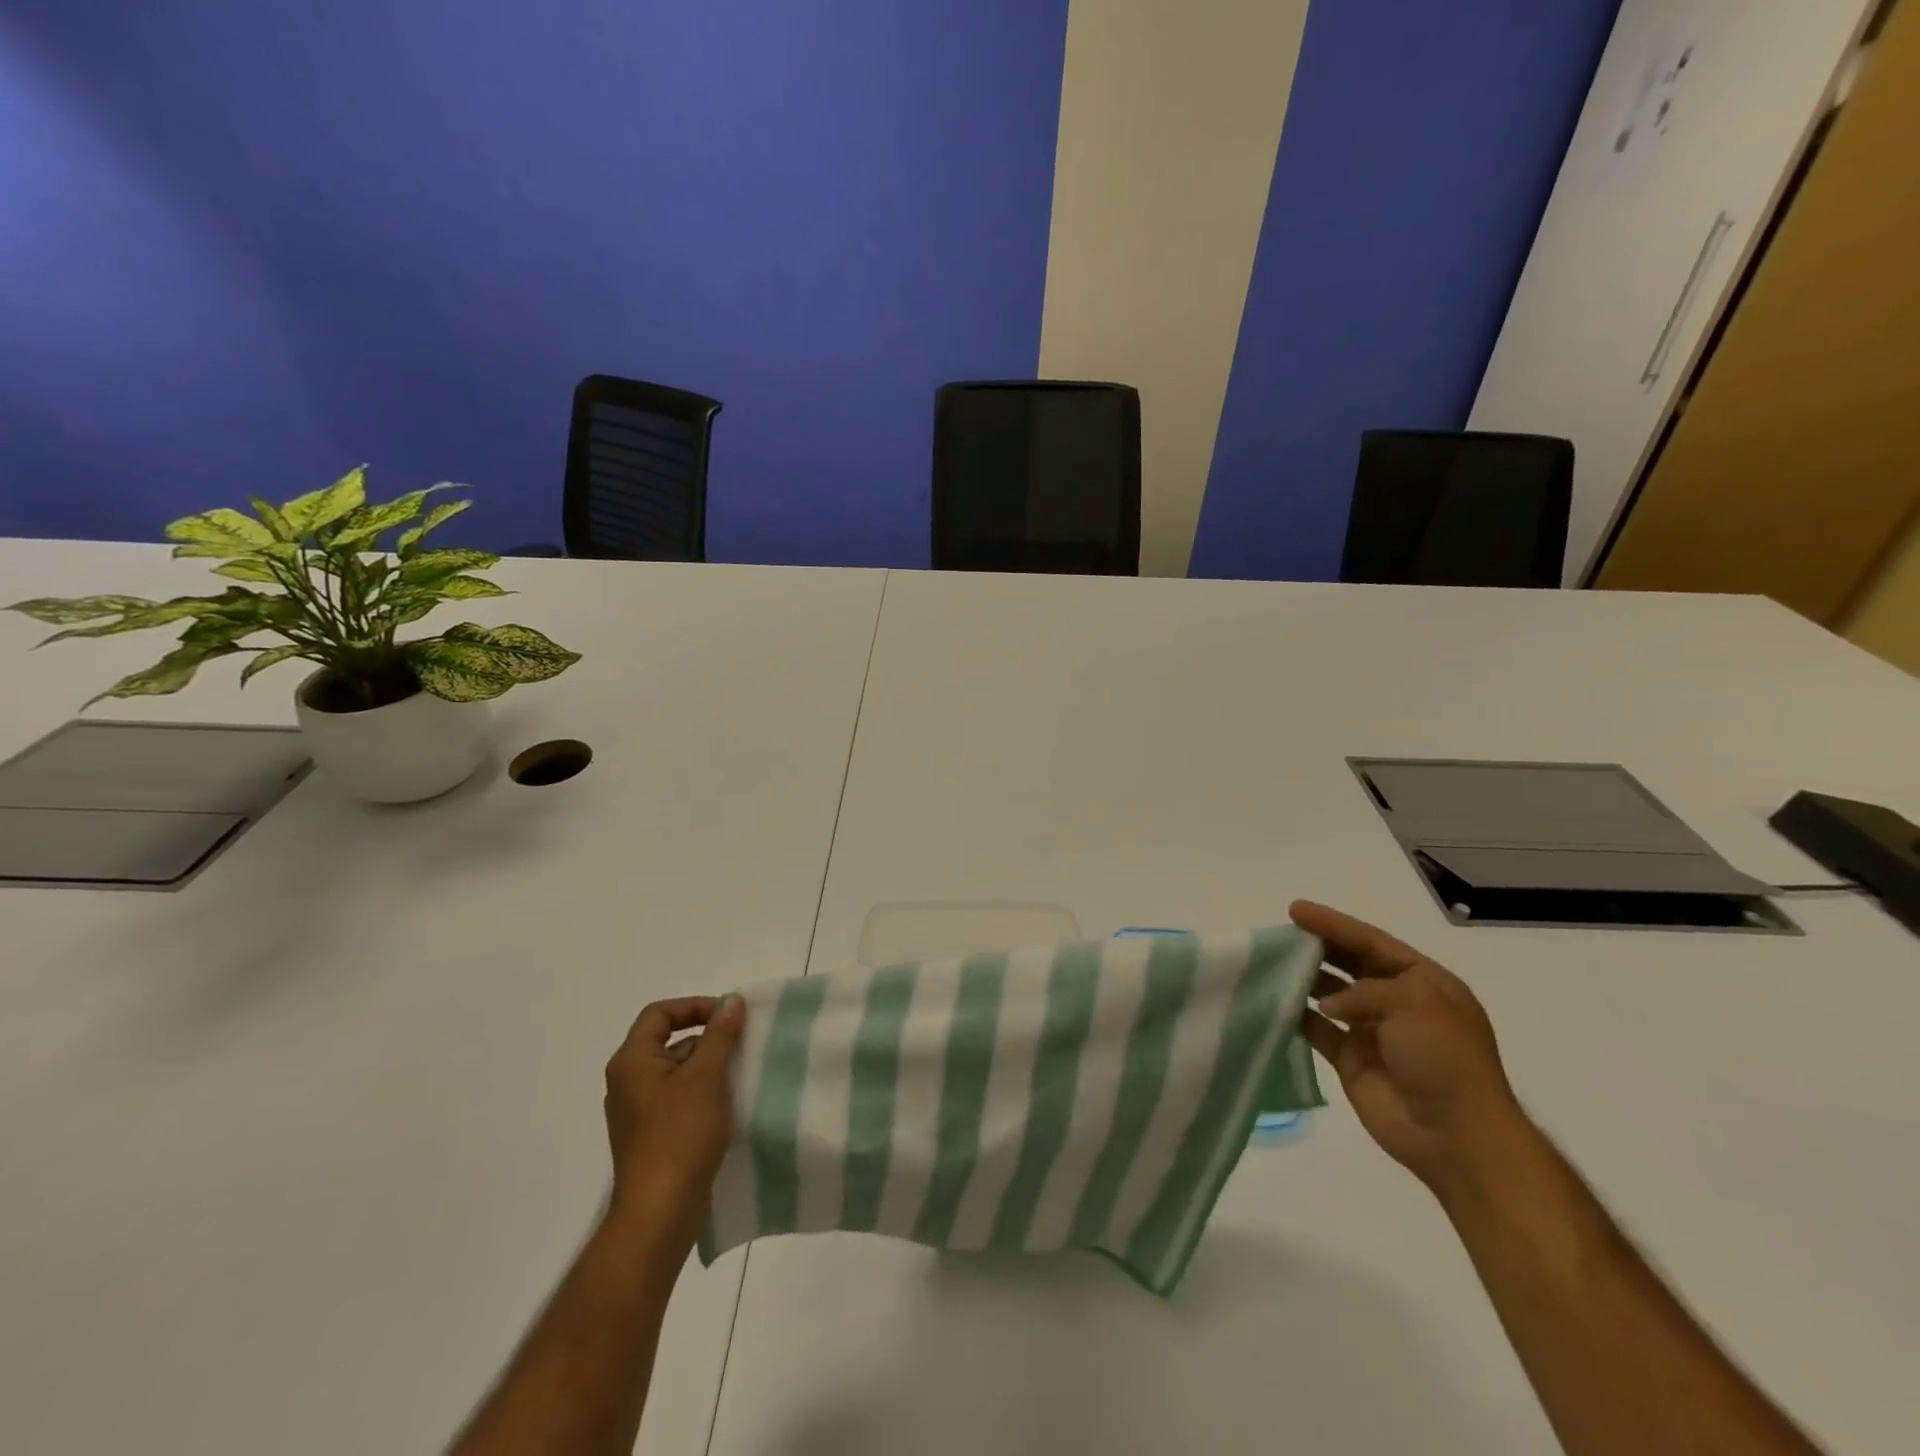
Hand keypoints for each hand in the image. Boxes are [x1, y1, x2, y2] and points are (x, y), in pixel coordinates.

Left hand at [602, 995, 745, 1252]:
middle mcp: (628, 1082)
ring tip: (741, 1074)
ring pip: (677, 1071)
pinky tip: (729, 1104)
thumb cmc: (680, 1135)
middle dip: (707, 1038)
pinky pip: (678, 1098)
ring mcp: (638, 1112)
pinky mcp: (651, 1136)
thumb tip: (731, 1001)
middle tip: (741, 1045)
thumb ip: (720, 1034)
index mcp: (632, 1062)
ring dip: (709, 1066)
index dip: (694, 1006)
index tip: (728, 1016)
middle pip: (668, 1041)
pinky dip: (703, 1092)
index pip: (659, 1013)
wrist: (660, 1213)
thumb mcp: (707, 1076)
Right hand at [1291, 901, 1532, 1201]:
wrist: (1456, 1136)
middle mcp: (1399, 1003)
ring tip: (1272, 963)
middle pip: (1351, 964)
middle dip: (1318, 947)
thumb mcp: (1415, 1003)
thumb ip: (1364, 991)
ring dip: (1305, 979)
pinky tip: (1275, 1002)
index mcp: (1425, 984)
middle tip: (1281, 934)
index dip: (1335, 924)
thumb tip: (1326, 1004)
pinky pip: (1319, 1030)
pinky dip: (1298, 1016)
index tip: (1296, 909)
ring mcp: (1374, 1033)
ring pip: (1331, 995)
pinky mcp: (1352, 1061)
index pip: (1373, 943)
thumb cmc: (1444, 1058)